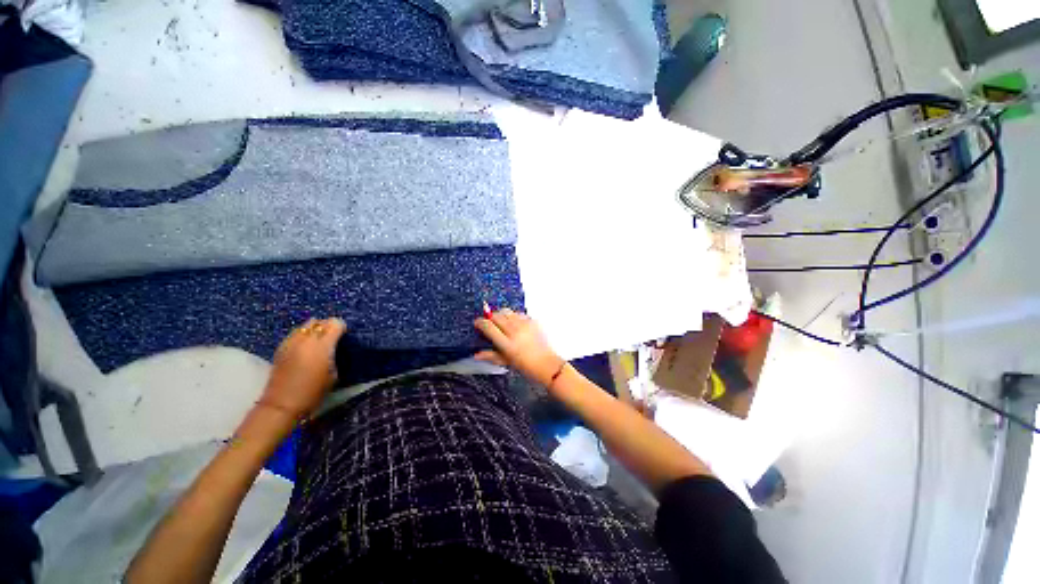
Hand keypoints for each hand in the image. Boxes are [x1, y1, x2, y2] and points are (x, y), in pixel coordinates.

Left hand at [259, 317, 345, 419]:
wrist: (282, 404)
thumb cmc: (313, 392)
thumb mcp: (334, 374)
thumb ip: (334, 356)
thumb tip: (333, 348)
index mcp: (322, 346)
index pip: (335, 324)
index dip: (341, 327)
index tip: (344, 334)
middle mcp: (306, 340)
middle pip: (320, 322)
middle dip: (328, 326)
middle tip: (332, 336)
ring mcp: (291, 343)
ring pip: (305, 325)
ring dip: (314, 329)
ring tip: (318, 339)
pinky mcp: (281, 348)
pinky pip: (294, 334)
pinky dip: (302, 335)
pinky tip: (305, 345)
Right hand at [474, 309, 565, 386]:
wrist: (547, 364)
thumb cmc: (526, 366)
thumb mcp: (506, 362)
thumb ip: (490, 356)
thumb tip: (476, 354)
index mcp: (507, 344)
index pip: (488, 327)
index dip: (480, 323)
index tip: (477, 323)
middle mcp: (514, 331)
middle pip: (496, 316)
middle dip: (490, 318)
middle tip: (489, 323)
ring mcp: (524, 325)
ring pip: (507, 312)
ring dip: (501, 315)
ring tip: (501, 322)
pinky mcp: (532, 321)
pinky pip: (519, 313)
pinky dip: (513, 316)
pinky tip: (514, 323)